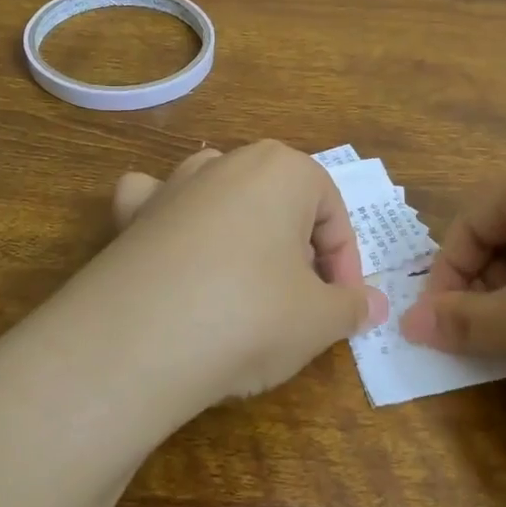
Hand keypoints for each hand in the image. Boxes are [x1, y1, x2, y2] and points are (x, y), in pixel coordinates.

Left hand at [79, 140, 388, 402]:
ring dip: (242, 231)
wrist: (138, 343)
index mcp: (283, 169)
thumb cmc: (250, 316)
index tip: (343, 307)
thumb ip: (352, 307)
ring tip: (246, 282)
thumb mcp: (319, 320)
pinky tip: (174, 250)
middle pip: (281, 204)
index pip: (332, 214)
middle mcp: (227, 163)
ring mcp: (172, 185)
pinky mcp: (131, 217)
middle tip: (301, 303)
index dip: (345, 264)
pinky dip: (170, 220)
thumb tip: (374, 306)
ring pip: (223, 196)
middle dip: (298, 250)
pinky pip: (157, 204)